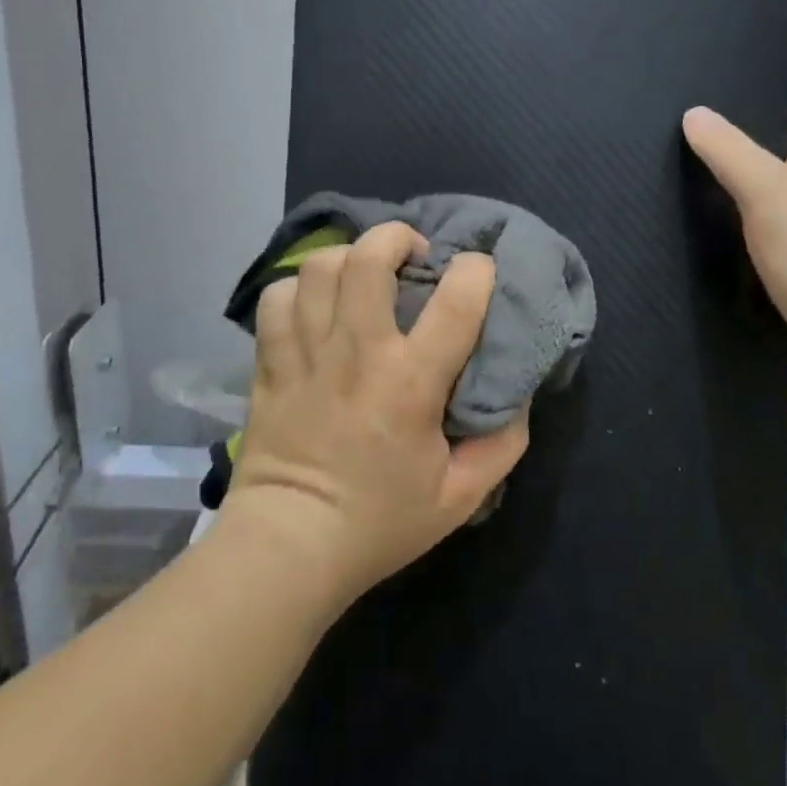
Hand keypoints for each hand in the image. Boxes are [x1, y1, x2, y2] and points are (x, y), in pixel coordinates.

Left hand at [223, 222, 528, 605]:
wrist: (288, 548)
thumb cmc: (379, 522)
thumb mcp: (460, 498)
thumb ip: (502, 443)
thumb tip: (516, 394)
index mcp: (411, 382)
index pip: (456, 300)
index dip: (475, 270)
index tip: (477, 271)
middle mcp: (358, 352)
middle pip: (369, 258)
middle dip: (396, 237)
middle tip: (411, 255)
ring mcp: (307, 352)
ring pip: (319, 268)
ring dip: (347, 257)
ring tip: (361, 274)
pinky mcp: (270, 362)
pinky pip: (276, 298)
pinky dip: (297, 289)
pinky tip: (314, 304)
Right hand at [682, 107, 786, 382]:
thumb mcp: (766, 194)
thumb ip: (731, 155)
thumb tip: (695, 113)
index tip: (754, 119)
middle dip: (767, 170)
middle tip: (714, 169)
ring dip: (760, 219)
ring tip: (711, 218)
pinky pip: (784, 266)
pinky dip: (762, 262)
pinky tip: (733, 268)